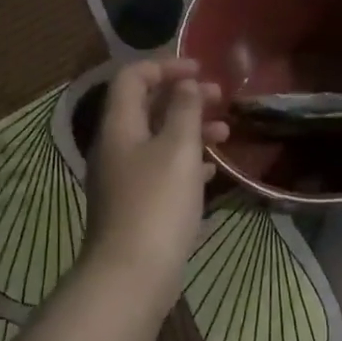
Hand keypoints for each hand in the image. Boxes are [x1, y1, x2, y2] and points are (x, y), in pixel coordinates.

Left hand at [84, 58, 228, 310]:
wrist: (132, 274)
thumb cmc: (157, 204)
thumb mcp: (177, 148)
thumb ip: (184, 110)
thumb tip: (187, 85)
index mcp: (119, 126)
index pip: (133, 77)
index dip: (165, 66)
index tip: (201, 70)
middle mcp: (116, 147)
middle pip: (147, 108)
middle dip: (184, 98)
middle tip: (221, 99)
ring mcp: (124, 178)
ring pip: (158, 140)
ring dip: (190, 130)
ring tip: (225, 134)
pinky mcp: (136, 205)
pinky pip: (162, 170)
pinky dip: (187, 161)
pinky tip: (212, 171)